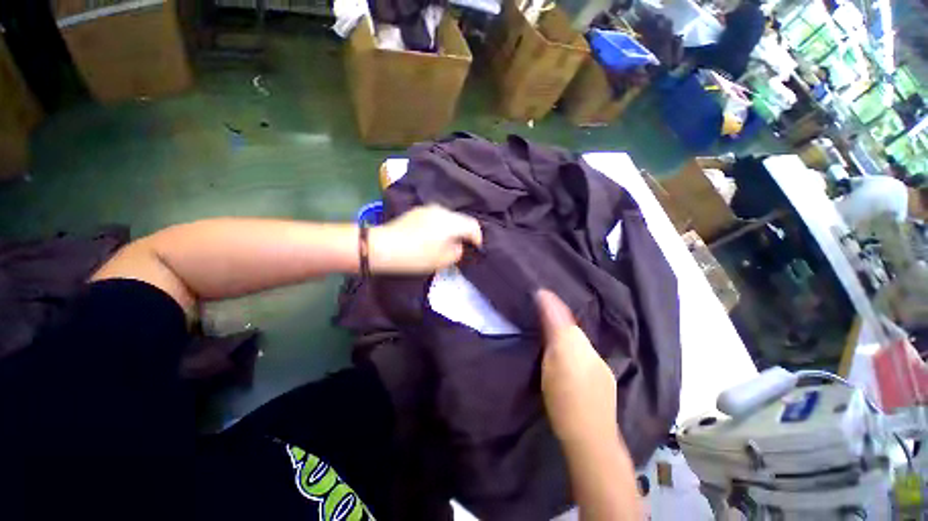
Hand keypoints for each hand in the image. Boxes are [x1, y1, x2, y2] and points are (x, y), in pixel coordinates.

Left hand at [368, 205, 482, 273]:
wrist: (382, 247)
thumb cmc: (415, 256)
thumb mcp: (442, 261)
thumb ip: (457, 252)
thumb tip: (459, 246)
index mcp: (451, 221)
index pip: (473, 226)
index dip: (478, 239)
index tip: (477, 250)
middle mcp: (441, 210)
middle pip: (460, 219)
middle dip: (464, 233)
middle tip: (463, 248)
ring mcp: (427, 209)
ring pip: (447, 218)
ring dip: (450, 229)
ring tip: (446, 244)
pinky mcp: (415, 212)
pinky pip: (434, 218)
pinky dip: (438, 227)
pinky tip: (431, 238)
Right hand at [536, 290, 618, 445]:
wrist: (589, 437)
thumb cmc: (568, 399)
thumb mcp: (558, 359)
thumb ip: (556, 326)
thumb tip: (545, 293)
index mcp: (583, 346)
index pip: (568, 321)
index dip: (552, 310)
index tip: (535, 299)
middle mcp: (596, 356)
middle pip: (575, 337)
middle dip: (560, 329)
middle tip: (536, 325)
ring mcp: (601, 376)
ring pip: (580, 354)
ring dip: (566, 347)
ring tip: (547, 349)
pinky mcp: (599, 394)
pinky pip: (583, 368)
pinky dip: (573, 363)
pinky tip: (566, 373)